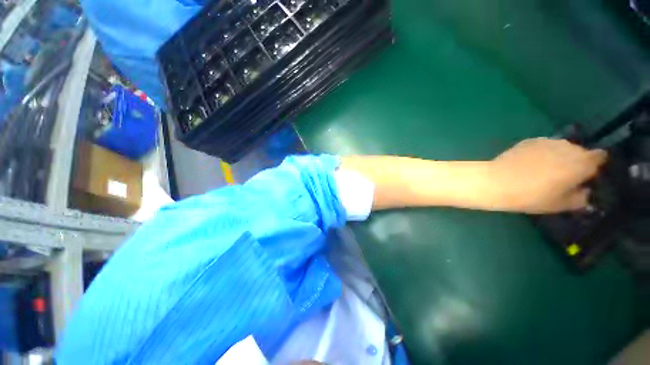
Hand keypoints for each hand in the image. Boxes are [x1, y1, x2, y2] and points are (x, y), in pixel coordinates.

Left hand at [489, 137, 607, 213]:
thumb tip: (584, 192)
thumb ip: (580, 198)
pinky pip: (543, 146)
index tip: (585, 177)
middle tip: (561, 177)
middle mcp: (568, 146)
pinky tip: (528, 164)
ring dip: (558, 156)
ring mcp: (548, 141)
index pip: (599, 157)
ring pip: (561, 148)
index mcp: (582, 162)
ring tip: (542, 171)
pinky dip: (541, 153)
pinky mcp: (529, 140)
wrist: (497, 182)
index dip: (593, 167)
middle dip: (575, 162)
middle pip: (579, 152)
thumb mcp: (561, 204)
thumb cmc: (532, 196)